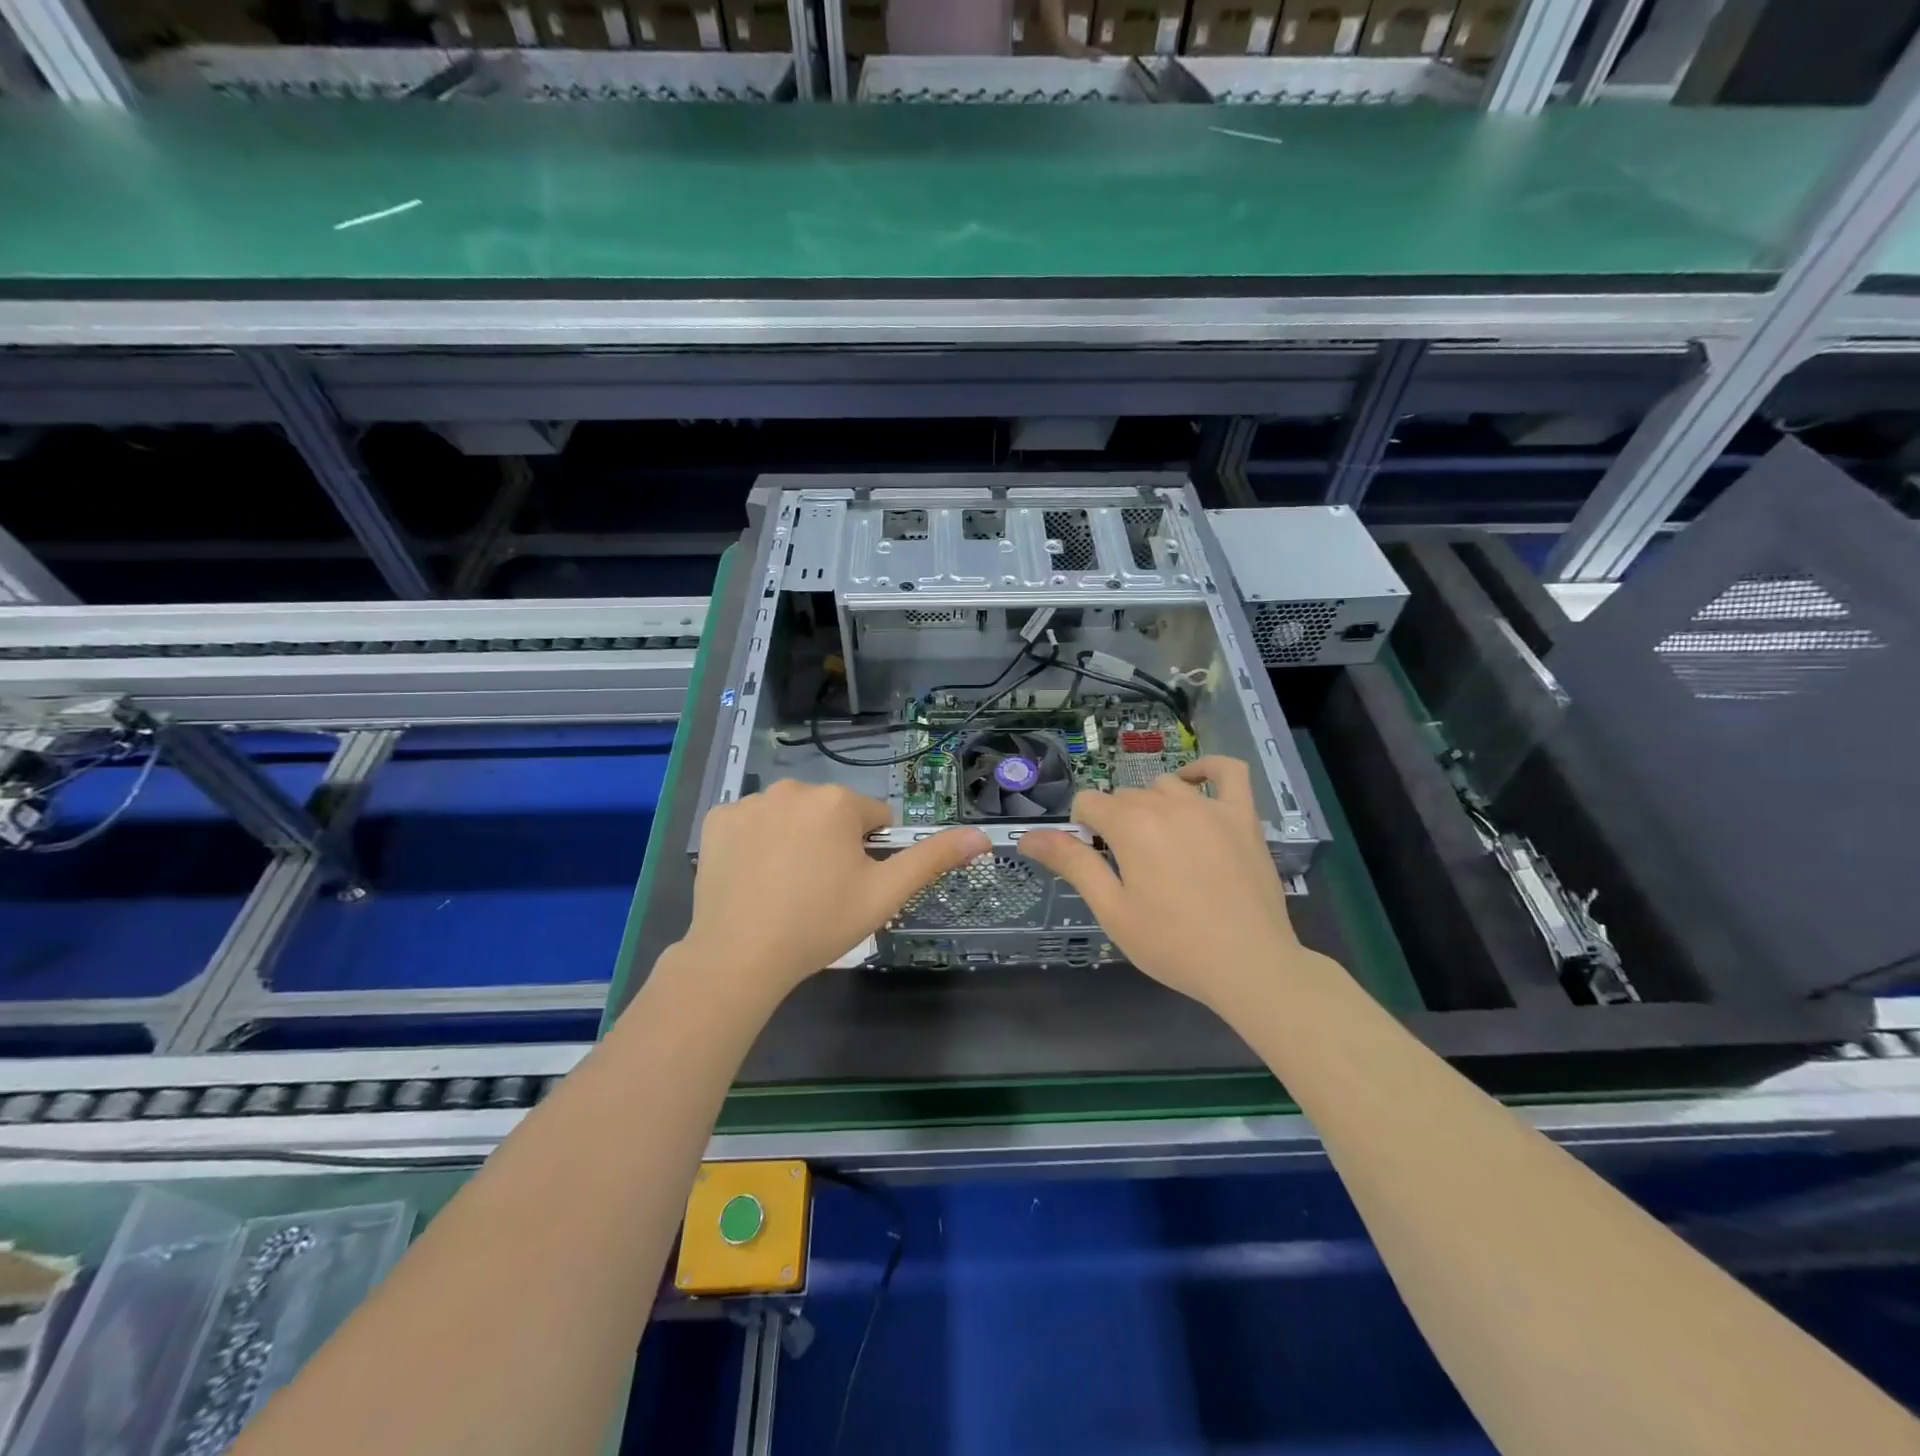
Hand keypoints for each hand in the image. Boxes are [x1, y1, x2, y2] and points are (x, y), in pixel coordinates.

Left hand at [681, 780, 986, 1003]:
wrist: (740, 956)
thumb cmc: (820, 923)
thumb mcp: (885, 894)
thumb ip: (933, 859)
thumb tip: (980, 835)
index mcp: (837, 802)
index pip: (873, 819)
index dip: (870, 854)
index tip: (852, 886)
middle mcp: (794, 788)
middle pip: (830, 814)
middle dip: (832, 844)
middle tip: (820, 891)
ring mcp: (750, 802)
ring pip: (792, 817)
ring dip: (796, 840)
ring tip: (785, 888)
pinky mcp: (717, 820)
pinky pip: (752, 824)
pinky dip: (756, 844)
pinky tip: (753, 878)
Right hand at [1018, 756, 1319, 1008]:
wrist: (1249, 965)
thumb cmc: (1172, 944)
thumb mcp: (1111, 910)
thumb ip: (1072, 864)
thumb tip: (1027, 836)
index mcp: (1131, 826)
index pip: (1088, 803)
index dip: (1082, 830)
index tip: (1095, 863)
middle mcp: (1167, 804)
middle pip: (1125, 796)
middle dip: (1116, 823)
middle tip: (1129, 869)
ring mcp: (1210, 807)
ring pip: (1165, 786)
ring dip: (1152, 806)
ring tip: (1160, 846)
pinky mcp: (1243, 817)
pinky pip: (1228, 771)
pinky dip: (1207, 769)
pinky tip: (1194, 783)